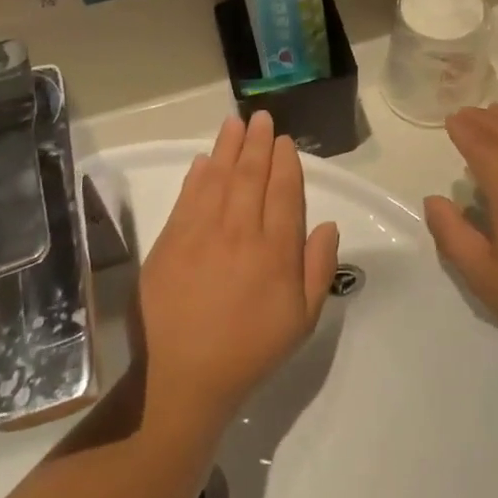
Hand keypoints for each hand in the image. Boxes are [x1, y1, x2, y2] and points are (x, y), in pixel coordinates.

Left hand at [137, 112, 340, 428]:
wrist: (181, 379)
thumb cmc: (249, 352)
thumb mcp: (301, 321)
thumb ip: (318, 269)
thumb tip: (328, 224)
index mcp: (275, 251)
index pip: (284, 193)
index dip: (285, 163)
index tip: (284, 141)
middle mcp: (239, 233)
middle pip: (251, 177)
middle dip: (258, 144)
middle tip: (260, 118)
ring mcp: (200, 234)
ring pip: (218, 178)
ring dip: (227, 148)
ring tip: (234, 123)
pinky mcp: (170, 243)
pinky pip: (187, 198)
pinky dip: (197, 176)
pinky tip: (203, 160)